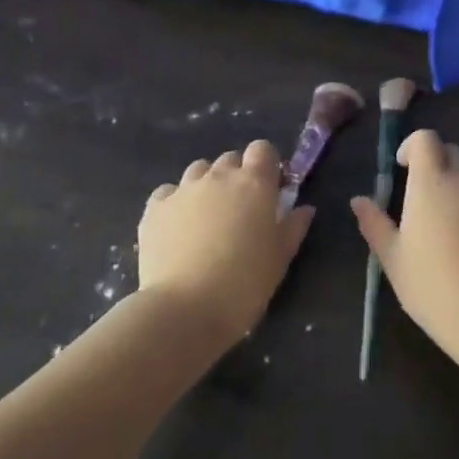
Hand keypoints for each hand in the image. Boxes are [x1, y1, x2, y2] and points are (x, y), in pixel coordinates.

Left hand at [138, 140, 315, 338]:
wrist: (185, 310)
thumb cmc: (245, 284)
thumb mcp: (280, 259)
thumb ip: (293, 227)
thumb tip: (304, 209)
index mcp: (254, 184)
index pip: (262, 149)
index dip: (266, 165)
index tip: (270, 189)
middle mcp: (218, 177)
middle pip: (230, 159)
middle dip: (237, 176)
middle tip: (240, 209)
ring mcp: (182, 190)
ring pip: (198, 171)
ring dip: (206, 185)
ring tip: (207, 217)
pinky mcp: (154, 209)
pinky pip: (168, 192)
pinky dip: (175, 202)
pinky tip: (177, 227)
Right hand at [350, 129, 458, 354]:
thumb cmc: (430, 285)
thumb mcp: (392, 258)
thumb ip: (374, 223)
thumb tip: (359, 200)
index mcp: (431, 183)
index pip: (425, 139)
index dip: (413, 146)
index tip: (403, 168)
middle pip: (453, 154)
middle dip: (438, 166)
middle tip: (425, 201)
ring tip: (453, 235)